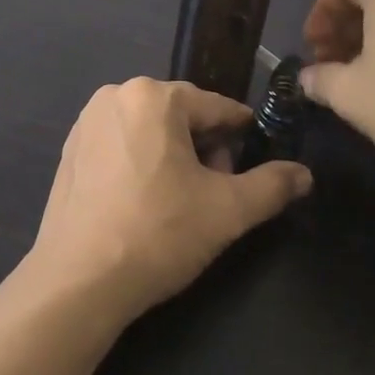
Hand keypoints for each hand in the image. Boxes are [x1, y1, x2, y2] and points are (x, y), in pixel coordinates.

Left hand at [30, 79, 310, 323]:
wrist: (79, 280)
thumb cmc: (158, 233)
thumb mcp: (227, 211)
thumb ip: (271, 186)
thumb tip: (305, 174)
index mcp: (153, 95)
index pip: (215, 107)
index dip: (241, 133)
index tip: (256, 156)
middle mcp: (116, 95)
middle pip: (180, 115)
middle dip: (204, 147)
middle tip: (217, 189)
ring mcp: (87, 121)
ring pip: (149, 129)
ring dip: (173, 155)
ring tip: (183, 201)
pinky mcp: (70, 150)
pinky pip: (120, 144)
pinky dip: (140, 163)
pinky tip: (145, 203)